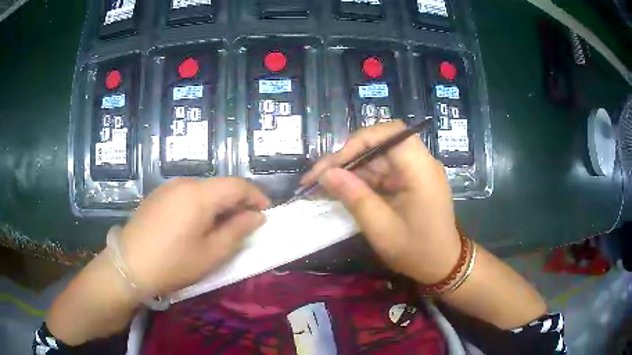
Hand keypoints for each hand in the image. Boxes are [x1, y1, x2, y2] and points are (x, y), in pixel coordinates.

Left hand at [119, 178, 269, 295]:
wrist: (129, 265)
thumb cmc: (173, 263)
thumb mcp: (211, 253)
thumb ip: (237, 231)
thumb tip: (257, 216)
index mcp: (199, 195)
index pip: (237, 185)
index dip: (255, 196)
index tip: (265, 212)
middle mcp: (184, 183)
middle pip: (219, 185)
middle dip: (237, 201)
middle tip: (245, 223)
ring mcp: (168, 188)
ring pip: (202, 189)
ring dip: (218, 204)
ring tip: (221, 226)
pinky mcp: (157, 196)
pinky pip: (186, 194)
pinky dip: (200, 205)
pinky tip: (196, 224)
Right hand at [302, 121, 460, 283]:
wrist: (442, 265)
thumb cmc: (416, 251)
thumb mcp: (382, 229)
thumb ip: (355, 198)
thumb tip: (326, 174)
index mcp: (421, 170)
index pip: (390, 134)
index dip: (359, 141)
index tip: (334, 164)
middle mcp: (420, 163)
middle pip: (380, 144)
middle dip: (347, 157)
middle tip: (318, 176)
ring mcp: (415, 171)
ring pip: (377, 157)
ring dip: (350, 169)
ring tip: (322, 184)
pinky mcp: (410, 180)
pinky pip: (382, 171)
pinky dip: (361, 179)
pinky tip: (342, 189)